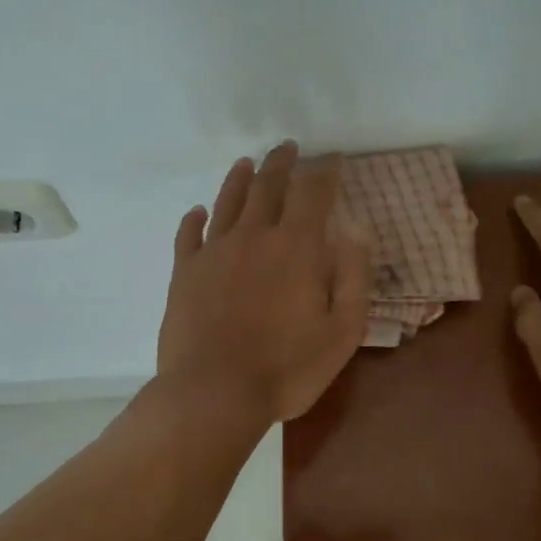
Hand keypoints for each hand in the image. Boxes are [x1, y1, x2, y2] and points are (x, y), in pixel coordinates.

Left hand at [157, 142, 372, 425]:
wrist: (214, 392)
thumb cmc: (287, 369)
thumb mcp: (341, 331)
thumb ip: (353, 278)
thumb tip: (356, 232)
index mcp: (296, 248)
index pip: (313, 194)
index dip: (324, 172)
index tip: (331, 159)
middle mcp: (253, 237)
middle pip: (267, 186)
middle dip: (280, 163)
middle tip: (287, 148)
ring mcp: (214, 252)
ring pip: (227, 202)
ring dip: (239, 179)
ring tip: (247, 163)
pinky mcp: (184, 273)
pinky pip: (188, 235)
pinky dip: (194, 219)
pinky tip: (197, 212)